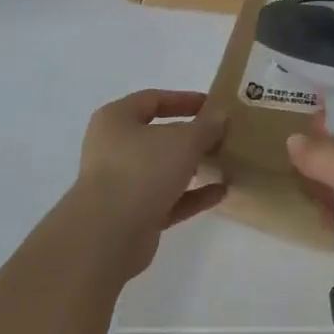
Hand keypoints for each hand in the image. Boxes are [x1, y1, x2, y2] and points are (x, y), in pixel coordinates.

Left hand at [70, 89, 226, 278]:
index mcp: (116, 120)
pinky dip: (192, 195)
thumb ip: (206, 126)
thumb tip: (220, 115)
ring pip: (163, 170)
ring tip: (224, 163)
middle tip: (222, 136)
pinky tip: (221, 192)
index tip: (213, 105)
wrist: (109, 234)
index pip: (152, 99)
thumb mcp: (183, 140)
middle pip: (158, 136)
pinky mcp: (133, 215)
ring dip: (192, 167)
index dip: (184, 100)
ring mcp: (122, 184)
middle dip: (191, 137)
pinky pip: (168, 199)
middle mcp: (114, 149)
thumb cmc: (142, 170)